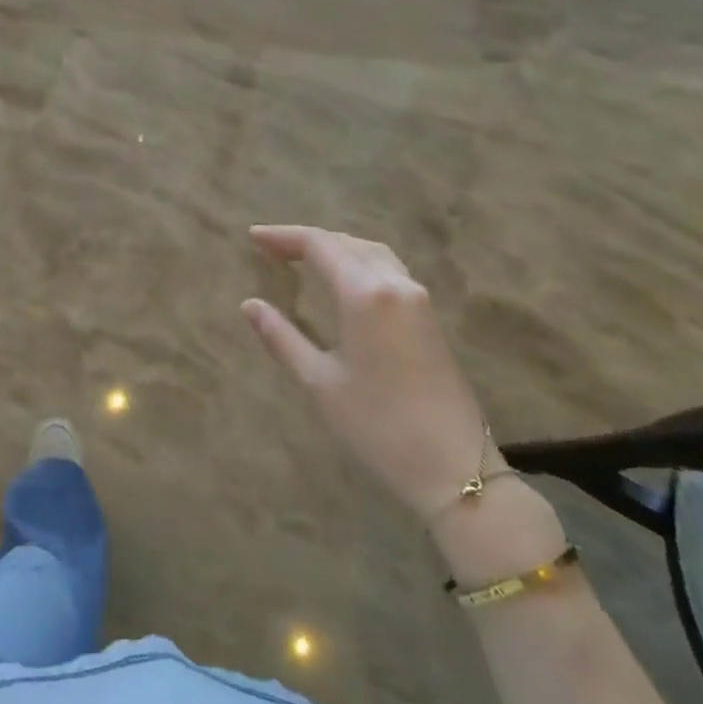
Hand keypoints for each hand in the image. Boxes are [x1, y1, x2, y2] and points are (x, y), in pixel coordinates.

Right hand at [241, 225, 493, 517]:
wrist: (453, 467)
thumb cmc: (377, 425)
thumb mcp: (320, 381)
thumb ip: (282, 337)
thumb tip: (250, 305)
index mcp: (364, 294)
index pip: (319, 245)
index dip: (284, 237)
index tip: (253, 237)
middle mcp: (394, 283)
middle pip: (346, 242)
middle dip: (307, 240)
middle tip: (271, 247)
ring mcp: (417, 298)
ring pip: (371, 252)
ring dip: (336, 246)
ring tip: (304, 257)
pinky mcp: (429, 315)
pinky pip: (388, 268)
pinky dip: (359, 260)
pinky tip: (345, 278)